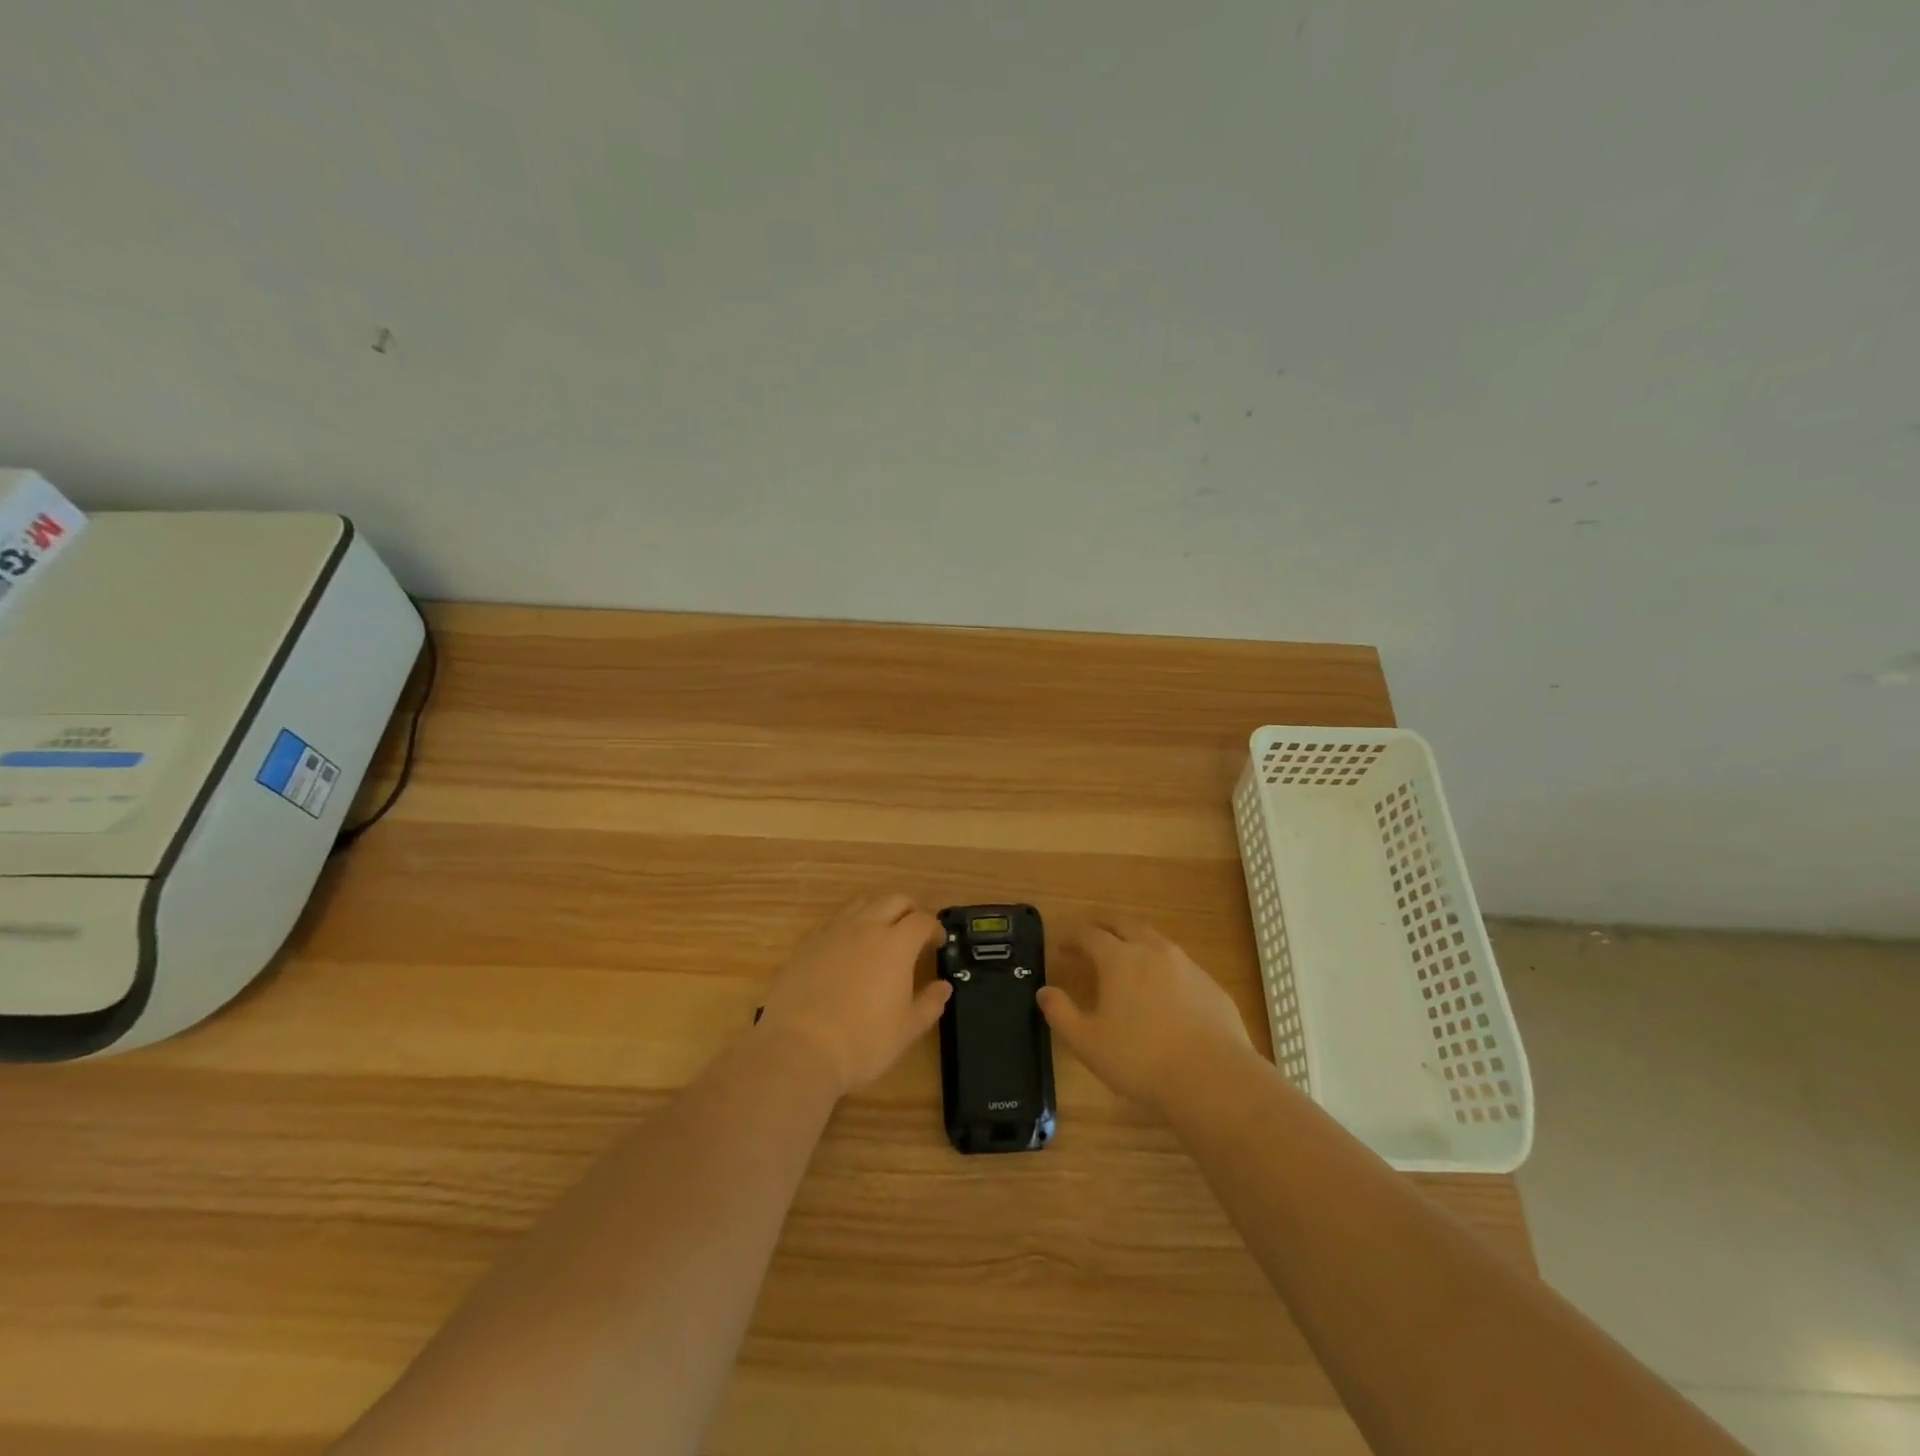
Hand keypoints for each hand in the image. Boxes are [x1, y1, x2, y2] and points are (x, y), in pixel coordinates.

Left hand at [756, 895, 950, 1096]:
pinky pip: (834, 922)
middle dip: (910, 910)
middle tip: (915, 931)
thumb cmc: (863, 1041)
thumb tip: (943, 986)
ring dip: (878, 911)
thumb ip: (930, 1003)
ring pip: (861, 904)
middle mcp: (866, 927)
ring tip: (881, 933)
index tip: (937, 942)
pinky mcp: (807, 943)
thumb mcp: (907, 1029)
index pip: (923, 920)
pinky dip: (848, 926)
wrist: (799, 1047)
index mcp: (897, 943)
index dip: (935, 928)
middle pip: (894, 900)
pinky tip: (846, 949)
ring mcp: (833, 932)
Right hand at [1038, 920, 1253, 1116]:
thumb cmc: (1140, 1059)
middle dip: (1104, 926)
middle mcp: (1152, 950)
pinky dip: (1162, 966)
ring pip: (1155, 939)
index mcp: (1119, 958)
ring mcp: (1186, 965)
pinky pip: (1179, 964)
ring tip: (1126, 958)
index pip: (1089, 934)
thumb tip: (1044, 991)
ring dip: (1135, 941)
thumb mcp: (1087, 1042)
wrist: (1213, 1077)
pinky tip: (1163, 990)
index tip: (1063, 947)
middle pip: (1124, 924)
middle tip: (1091, 937)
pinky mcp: (1210, 984)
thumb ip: (1061, 1013)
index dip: (1073, 937)